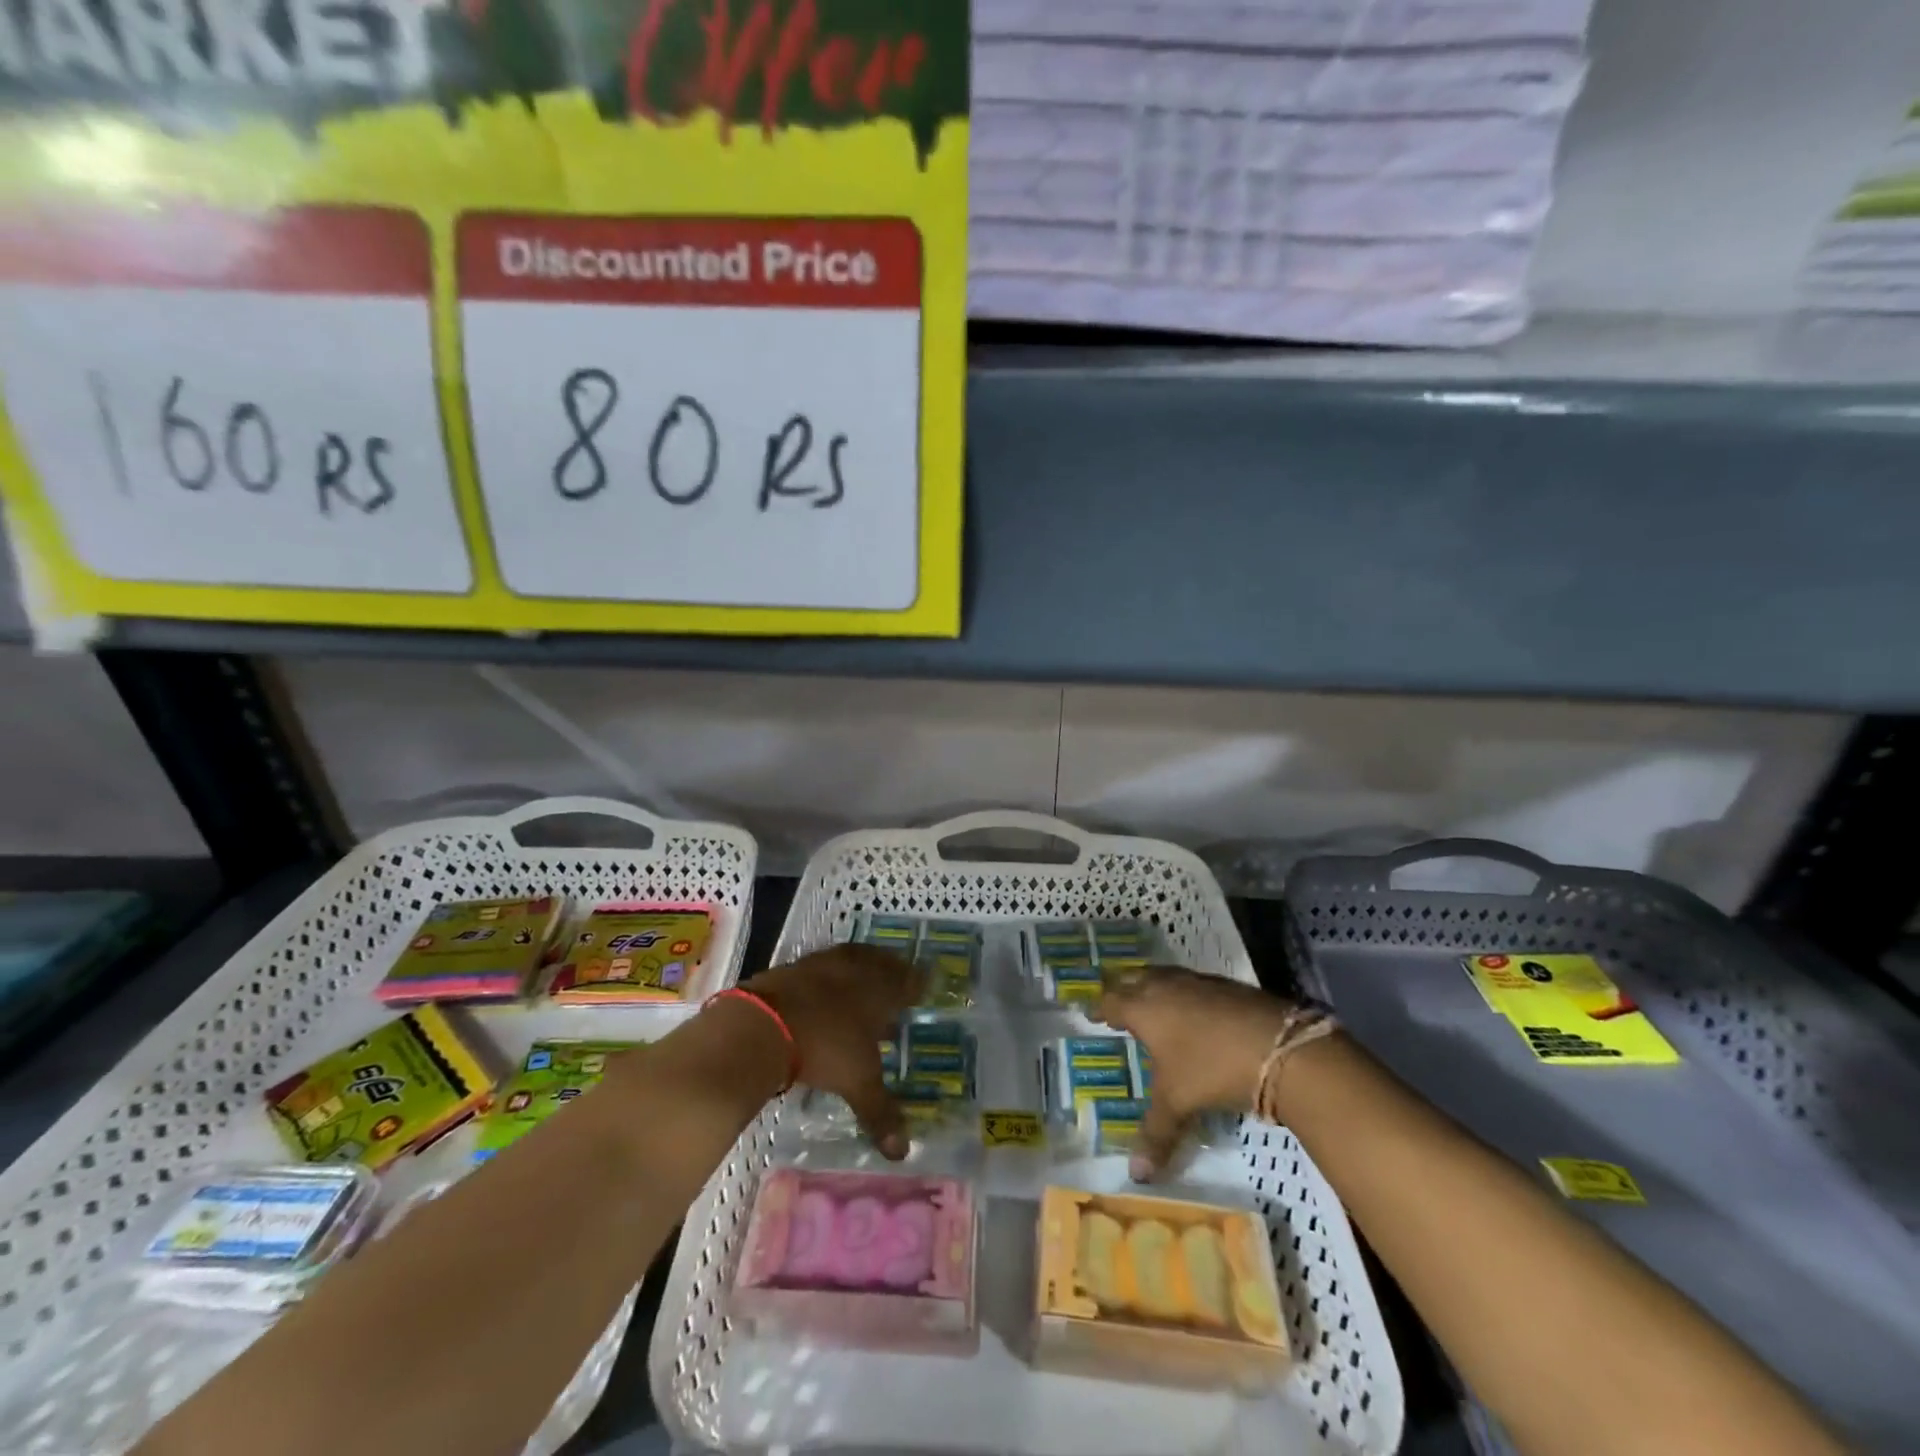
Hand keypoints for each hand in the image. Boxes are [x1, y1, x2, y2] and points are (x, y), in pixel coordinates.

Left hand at [753, 944, 924, 1159]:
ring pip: (850, 960)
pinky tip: (822, 994)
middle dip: (891, 972)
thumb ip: (880, 1112)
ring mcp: (822, 963)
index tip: (922, 988)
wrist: (763, 1023)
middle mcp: (856, 968)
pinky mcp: (792, 967)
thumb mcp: (858, 1082)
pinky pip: (820, 967)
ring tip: (860, 988)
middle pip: (881, 963)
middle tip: (896, 984)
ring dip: (858, 971)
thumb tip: (902, 1153)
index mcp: (881, 988)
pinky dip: (826, 978)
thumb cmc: (824, 1047)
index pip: (908, 979)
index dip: (916, 984)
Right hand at [1092, 966, 1295, 1180]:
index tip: (1092, 1014)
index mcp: (1143, 1008)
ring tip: (1152, 1002)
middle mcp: (1165, 986)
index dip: (1100, 1008)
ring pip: (1164, 976)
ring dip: (1154, 986)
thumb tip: (1136, 1176)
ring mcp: (1197, 982)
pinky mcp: (1226, 986)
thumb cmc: (1212, 1068)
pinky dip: (1185, 993)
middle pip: (1134, 979)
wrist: (1279, 1047)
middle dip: (1123, 989)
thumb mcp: (1178, 1103)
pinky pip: (1193, 983)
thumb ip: (1155, 1134)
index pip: (1111, 1001)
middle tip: (1117, 1003)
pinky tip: (1194, 1012)